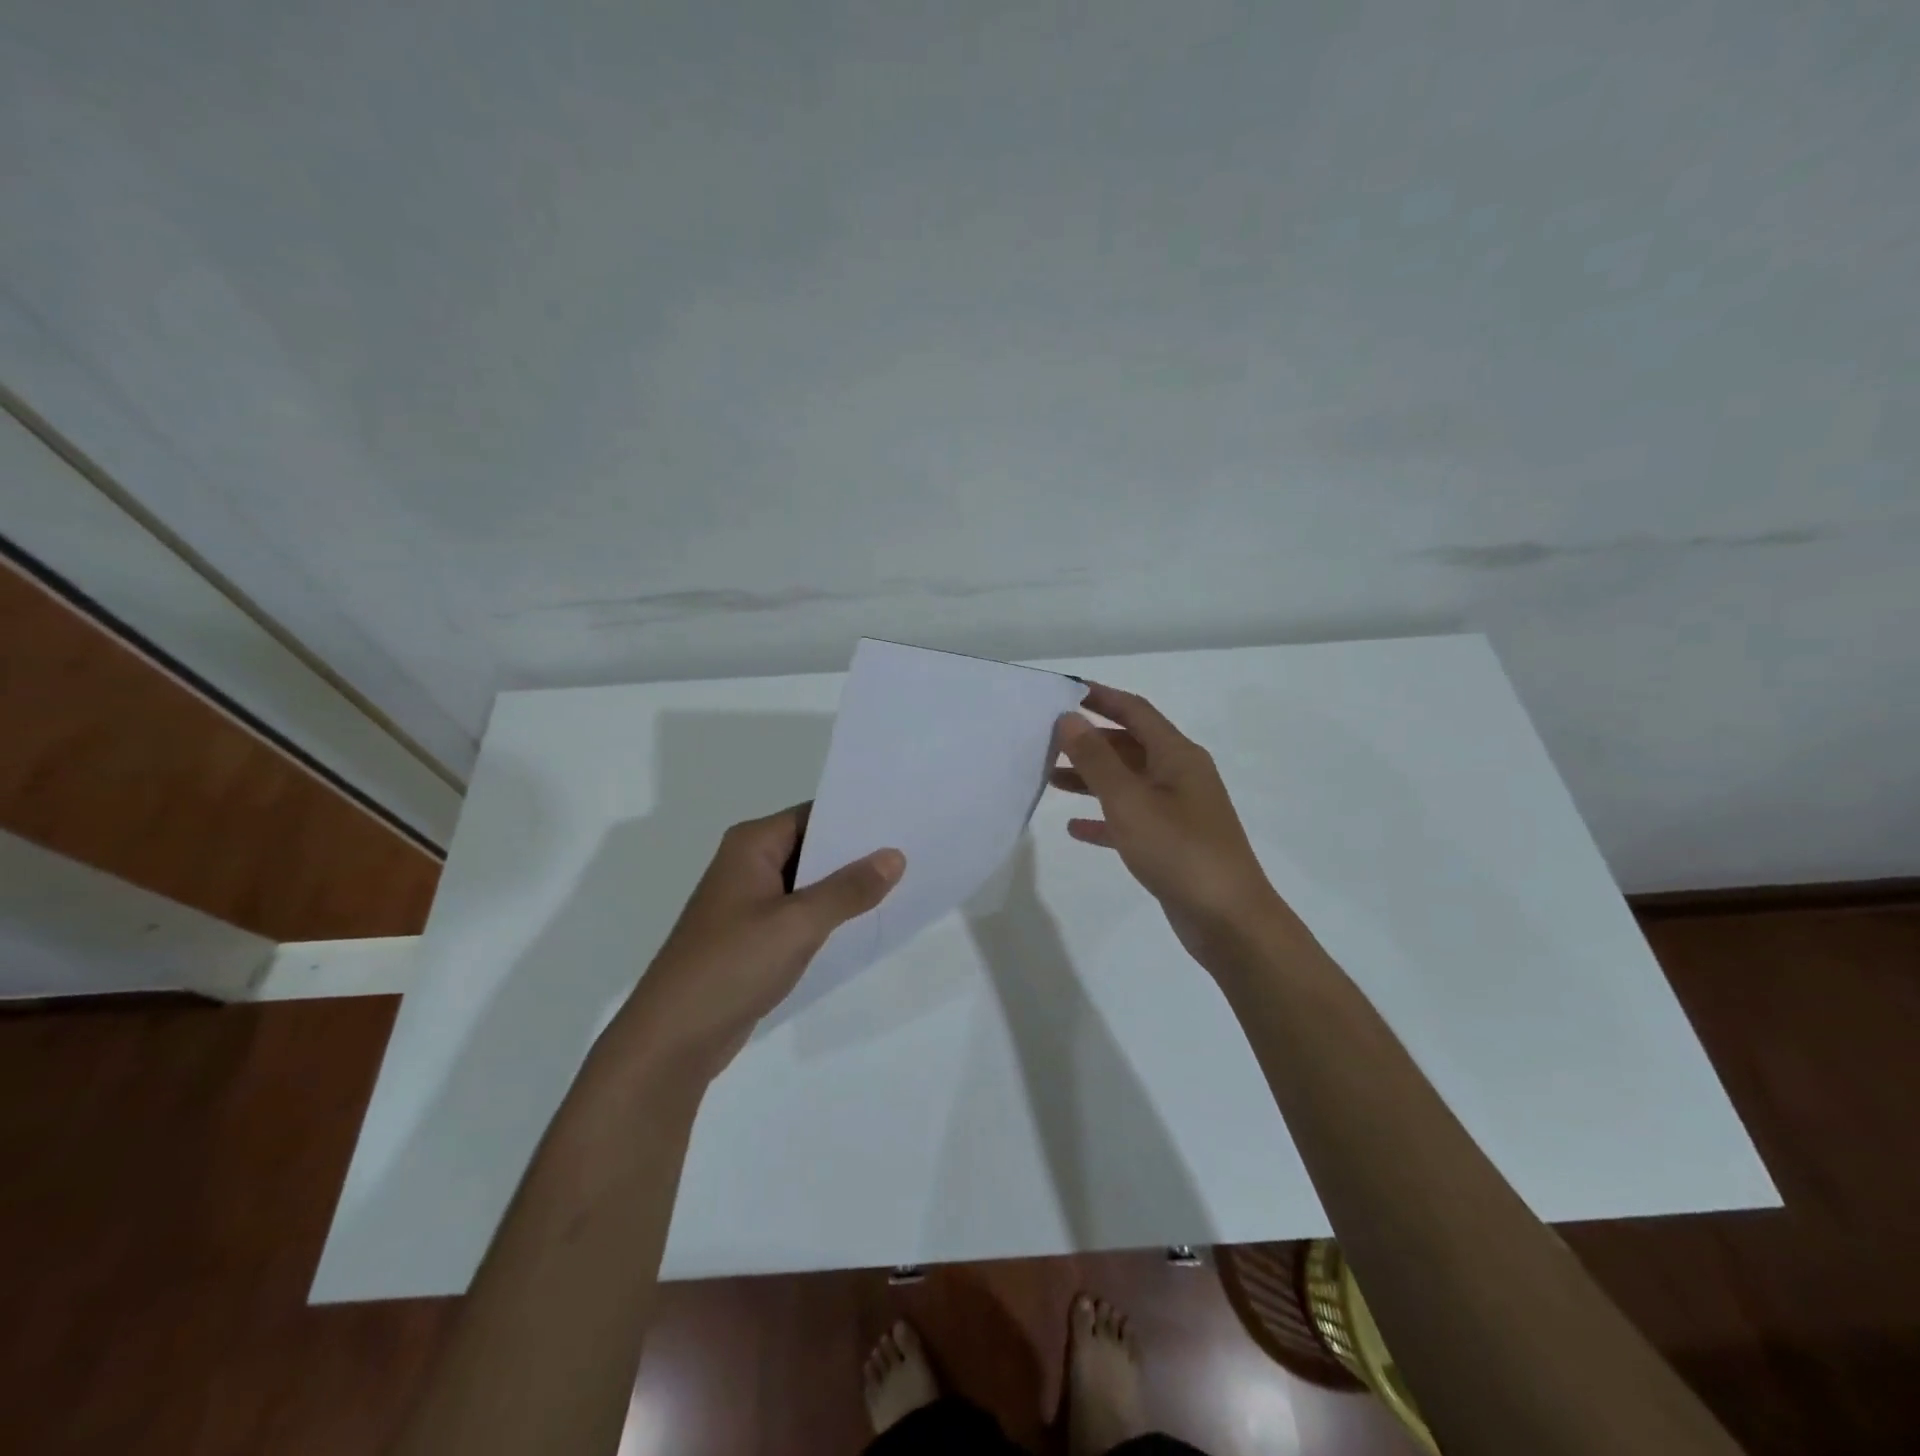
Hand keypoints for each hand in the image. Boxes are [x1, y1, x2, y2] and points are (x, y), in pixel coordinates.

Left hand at [617, 805, 903, 1077]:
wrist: (674, 1038)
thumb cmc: (733, 965)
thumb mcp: (799, 923)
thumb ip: (849, 888)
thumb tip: (894, 856)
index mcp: (752, 845)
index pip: (813, 815)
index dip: (855, 817)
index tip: (900, 820)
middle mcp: (748, 864)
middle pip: (811, 846)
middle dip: (855, 853)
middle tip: (911, 851)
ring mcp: (748, 902)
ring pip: (807, 882)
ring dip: (843, 887)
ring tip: (900, 883)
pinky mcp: (752, 936)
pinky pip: (798, 913)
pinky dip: (827, 915)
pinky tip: (864, 921)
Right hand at [1053, 683, 1294, 967]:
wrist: (1228, 920)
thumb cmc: (1178, 850)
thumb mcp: (1129, 801)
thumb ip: (1096, 759)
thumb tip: (1068, 718)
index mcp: (1177, 755)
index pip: (1135, 710)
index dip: (1100, 697)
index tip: (1063, 691)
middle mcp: (1180, 775)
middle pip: (1129, 745)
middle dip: (1089, 741)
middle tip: (1046, 741)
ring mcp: (1178, 810)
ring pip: (1127, 782)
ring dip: (1092, 778)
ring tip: (1049, 779)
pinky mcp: (1172, 843)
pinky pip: (1131, 819)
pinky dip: (1104, 818)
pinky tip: (1075, 828)